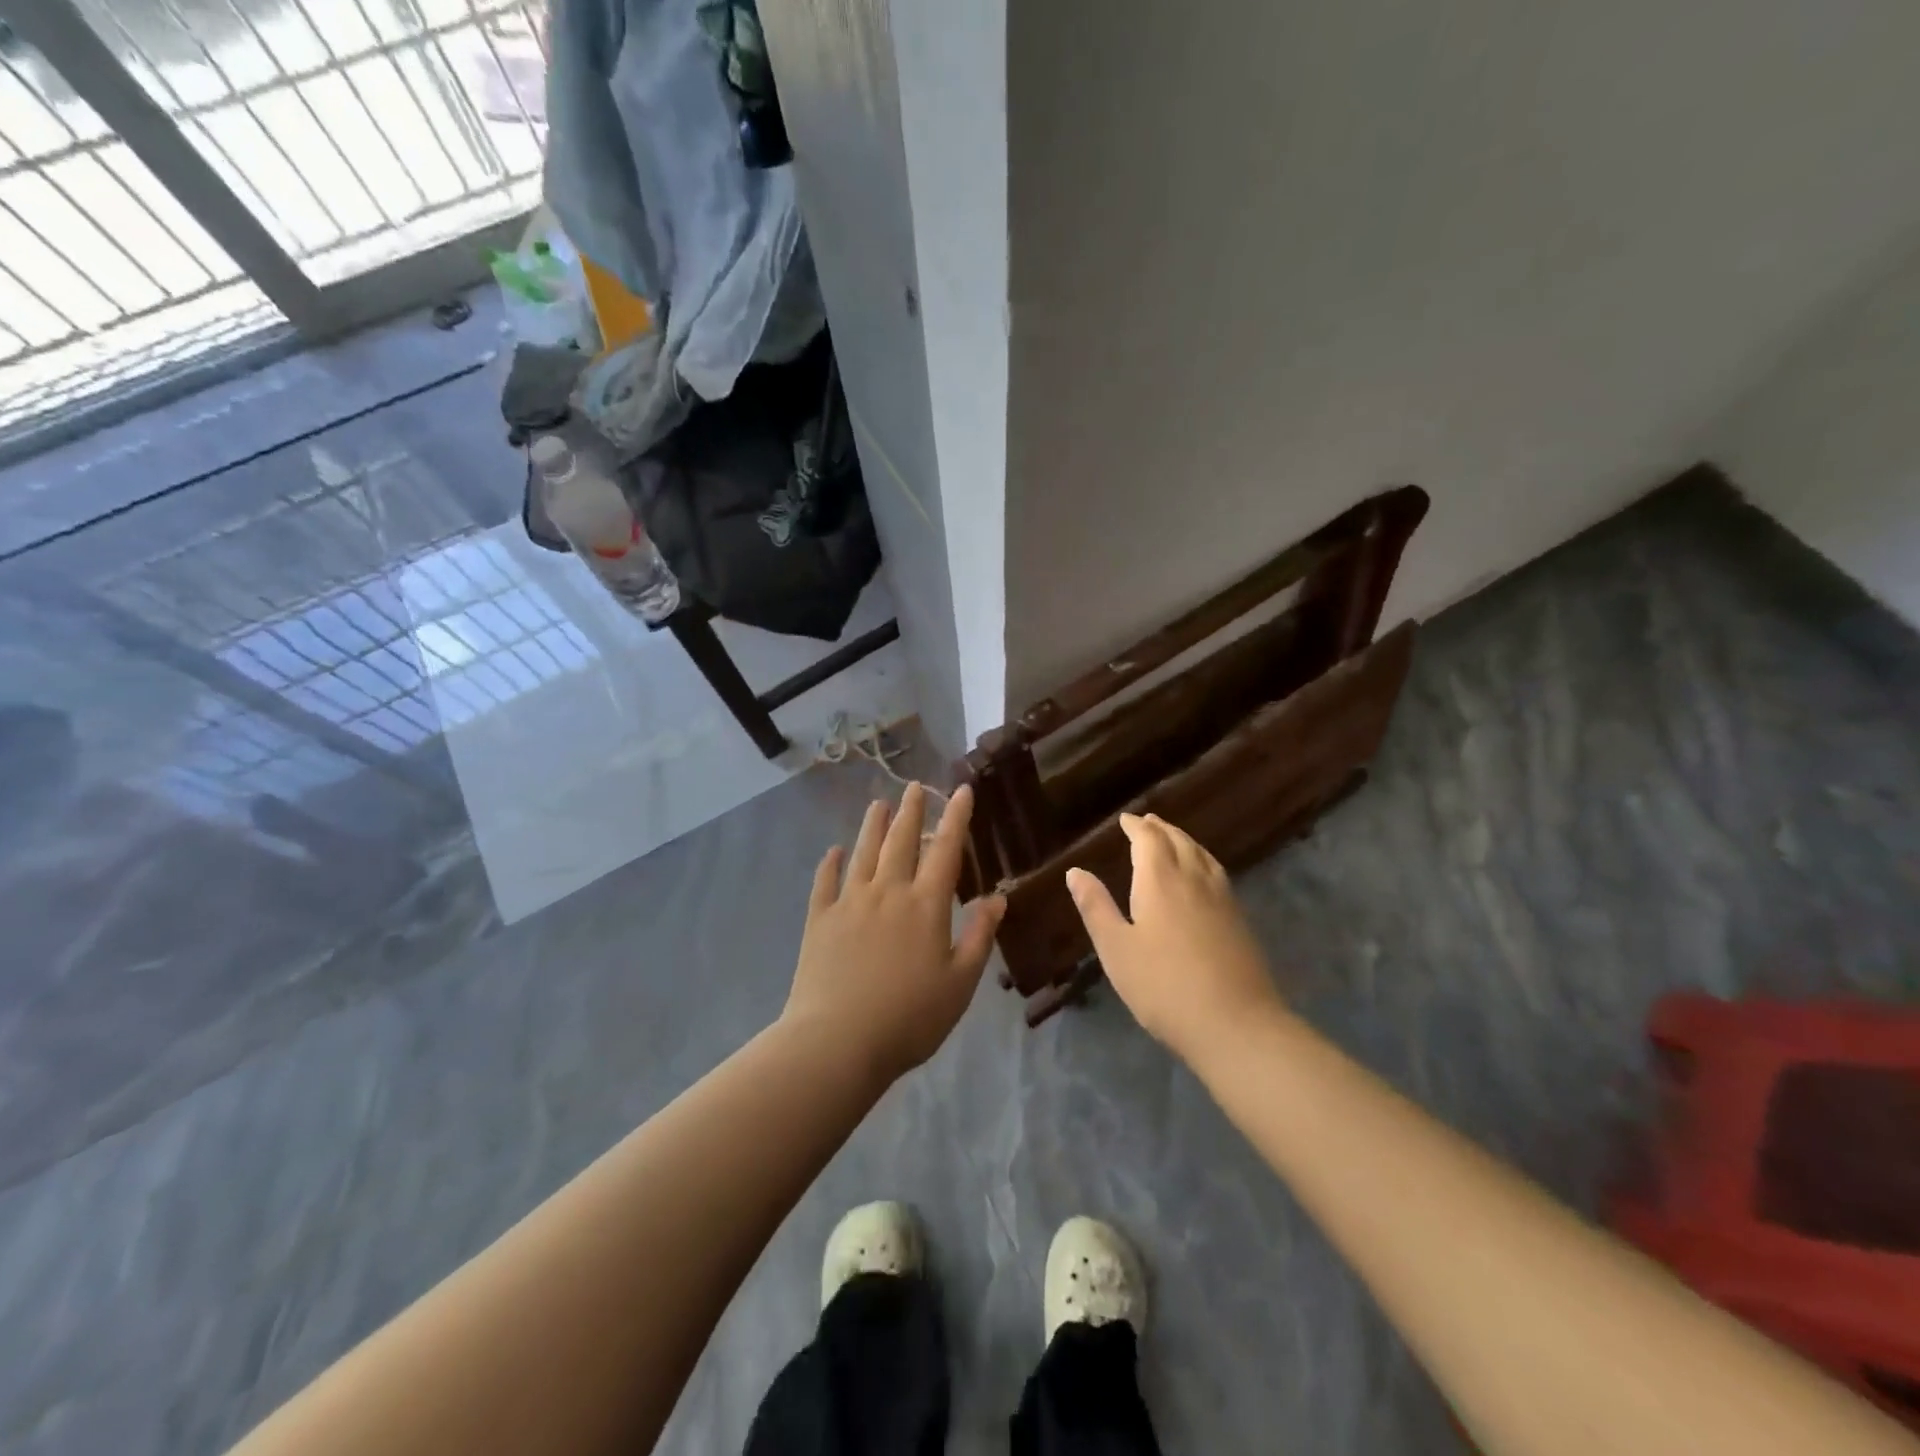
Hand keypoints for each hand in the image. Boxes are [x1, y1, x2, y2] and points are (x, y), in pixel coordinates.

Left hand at [783, 782, 1005, 1083]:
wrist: (837, 1041)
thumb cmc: (909, 1018)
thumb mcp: (960, 983)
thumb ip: (979, 937)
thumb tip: (998, 898)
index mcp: (926, 905)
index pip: (946, 849)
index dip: (956, 817)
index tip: (962, 790)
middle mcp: (888, 891)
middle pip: (901, 840)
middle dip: (911, 810)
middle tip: (915, 786)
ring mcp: (850, 902)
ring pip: (864, 852)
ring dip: (873, 825)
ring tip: (879, 803)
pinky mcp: (819, 919)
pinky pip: (825, 881)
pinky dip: (830, 863)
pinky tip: (833, 851)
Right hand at [1066, 812, 1281, 1061]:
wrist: (1235, 1024)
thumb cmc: (1163, 986)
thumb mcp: (1116, 949)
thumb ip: (1096, 906)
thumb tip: (1075, 871)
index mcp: (1160, 880)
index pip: (1148, 839)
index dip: (1136, 826)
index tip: (1125, 820)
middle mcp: (1193, 879)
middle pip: (1179, 841)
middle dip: (1161, 828)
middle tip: (1147, 822)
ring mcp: (1222, 898)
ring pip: (1202, 854)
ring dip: (1184, 840)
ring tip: (1174, 839)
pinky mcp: (1239, 919)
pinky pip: (1217, 872)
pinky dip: (1203, 859)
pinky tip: (1203, 875)